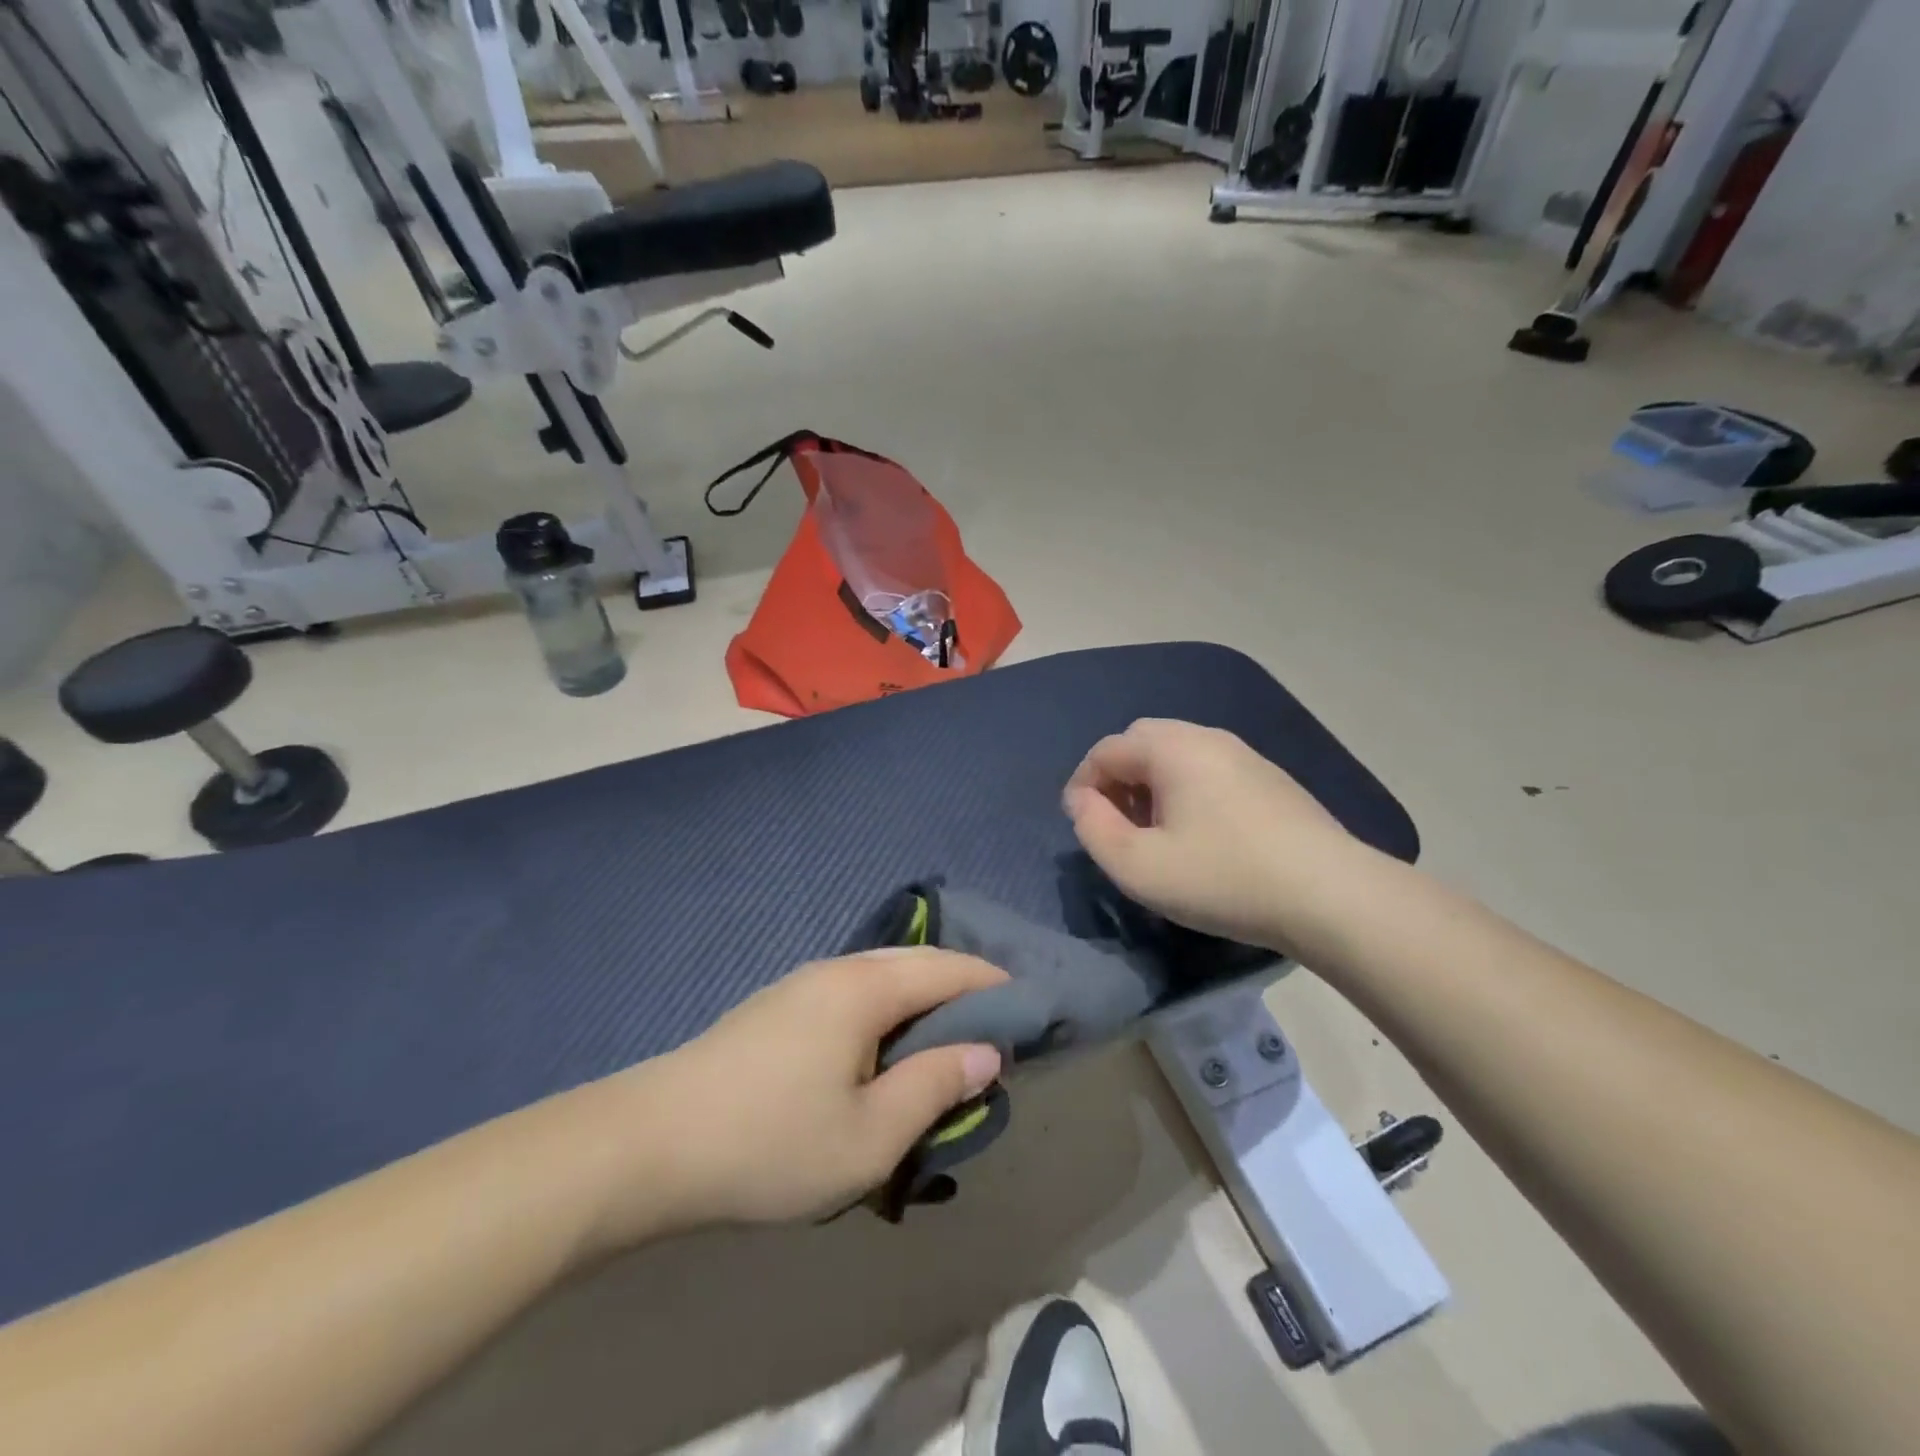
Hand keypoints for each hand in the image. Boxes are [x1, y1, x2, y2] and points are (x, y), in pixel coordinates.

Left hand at [592, 949, 1006, 1239]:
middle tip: (996, 1028)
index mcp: (866, 988)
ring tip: (947, 1040)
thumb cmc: (771, 1142)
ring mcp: (801, 985)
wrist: (650, 1144)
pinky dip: (888, 1010)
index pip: (950, 970)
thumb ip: (934, 1087)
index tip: (1029, 1010)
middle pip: (917, 964)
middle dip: (962, 988)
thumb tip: (986, 1053)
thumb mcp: (869, 1135)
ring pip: (882, 977)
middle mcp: (838, 970)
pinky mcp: (777, 1008)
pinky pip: (853, 994)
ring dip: (922, 1000)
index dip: (995, 986)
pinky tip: (884, 1048)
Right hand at [1063, 718, 1373, 955]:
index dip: (1082, 784)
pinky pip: (1210, 769)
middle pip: (1142, 741)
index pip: (1106, 750)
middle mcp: (1207, 737)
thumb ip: (1092, 829)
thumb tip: (1081, 801)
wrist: (1331, 895)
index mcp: (1171, 748)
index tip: (1081, 824)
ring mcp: (1245, 755)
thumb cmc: (1223, 878)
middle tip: (1116, 823)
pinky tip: (1200, 833)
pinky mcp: (1271, 779)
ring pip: (1178, 754)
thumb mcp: (1137, 866)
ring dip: (1151, 784)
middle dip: (1117, 778)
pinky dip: (1186, 789)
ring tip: (1155, 832)